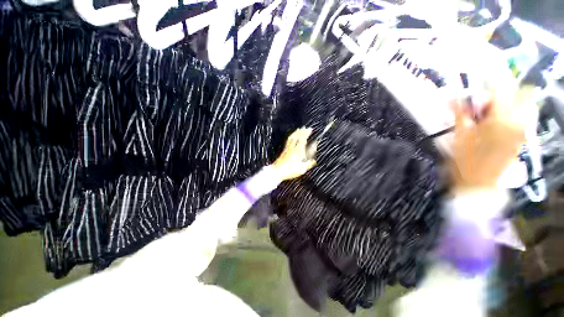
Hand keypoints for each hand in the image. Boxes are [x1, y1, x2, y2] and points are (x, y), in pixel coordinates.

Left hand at [273, 128, 316, 180]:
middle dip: (302, 131)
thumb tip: (313, 160)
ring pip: (292, 138)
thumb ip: (308, 164)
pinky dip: (291, 137)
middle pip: (297, 136)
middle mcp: (293, 148)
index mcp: (298, 151)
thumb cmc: (290, 170)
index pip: (303, 139)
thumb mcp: (302, 169)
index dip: (306, 133)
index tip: (310, 129)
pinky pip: (288, 141)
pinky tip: (291, 138)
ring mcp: (287, 148)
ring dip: (296, 133)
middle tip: (305, 128)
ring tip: (298, 129)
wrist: (277, 171)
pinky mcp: (284, 151)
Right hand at [450, 85, 533, 191]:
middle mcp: (519, 121)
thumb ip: (460, 112)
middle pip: (523, 91)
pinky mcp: (522, 136)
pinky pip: (524, 115)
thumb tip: (453, 95)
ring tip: (491, 108)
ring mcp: (523, 129)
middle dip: (505, 88)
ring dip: (510, 99)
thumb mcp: (460, 135)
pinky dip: (513, 110)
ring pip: (526, 102)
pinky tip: (496, 118)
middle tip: (486, 96)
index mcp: (502, 120)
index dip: (489, 80)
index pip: (501, 88)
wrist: (478, 183)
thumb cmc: (465, 161)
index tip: (477, 78)